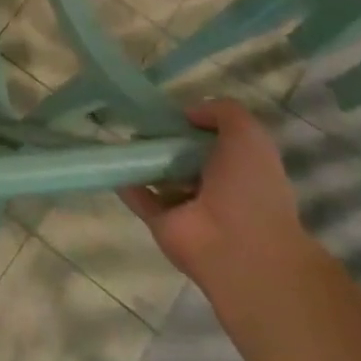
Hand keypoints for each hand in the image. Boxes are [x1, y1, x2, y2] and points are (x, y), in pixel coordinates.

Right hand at [121, 98, 307, 290]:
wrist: (239, 248)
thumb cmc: (250, 189)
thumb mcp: (248, 136)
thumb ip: (223, 112)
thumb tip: (187, 113)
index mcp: (240, 169)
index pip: (213, 141)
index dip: (194, 124)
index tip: (172, 112)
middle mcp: (215, 187)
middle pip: (182, 156)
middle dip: (164, 139)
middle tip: (139, 121)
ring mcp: (187, 206)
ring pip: (159, 175)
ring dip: (142, 158)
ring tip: (119, 136)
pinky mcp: (161, 221)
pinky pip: (138, 195)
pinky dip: (124, 179)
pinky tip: (110, 159)